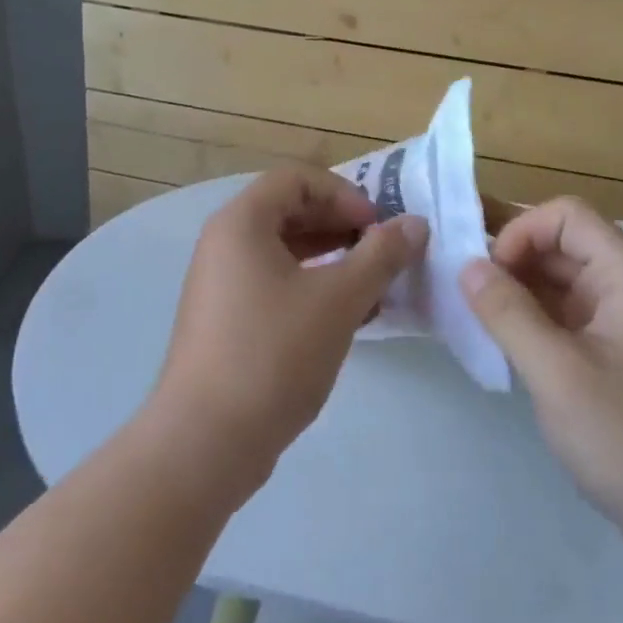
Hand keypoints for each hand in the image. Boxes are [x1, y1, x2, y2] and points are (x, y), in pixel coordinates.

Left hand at [150, 166, 427, 502]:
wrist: (206, 443)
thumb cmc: (273, 355)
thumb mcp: (338, 300)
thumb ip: (381, 256)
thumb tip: (416, 224)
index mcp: (241, 222)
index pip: (297, 179)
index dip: (344, 194)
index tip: (377, 228)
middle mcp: (224, 243)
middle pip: (290, 210)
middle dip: (342, 226)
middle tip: (382, 254)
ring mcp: (221, 283)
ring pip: (285, 250)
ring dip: (332, 258)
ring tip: (372, 286)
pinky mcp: (226, 318)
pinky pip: (274, 282)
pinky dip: (312, 287)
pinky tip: (346, 317)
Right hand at [460, 197, 622, 565]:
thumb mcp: (559, 374)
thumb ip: (509, 313)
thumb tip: (467, 265)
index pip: (566, 216)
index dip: (521, 231)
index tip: (486, 273)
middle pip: (561, 244)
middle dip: (510, 257)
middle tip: (460, 287)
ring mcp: (620, 323)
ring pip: (558, 281)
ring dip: (515, 289)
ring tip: (470, 313)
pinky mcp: (611, 355)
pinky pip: (563, 316)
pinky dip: (529, 319)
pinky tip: (498, 340)